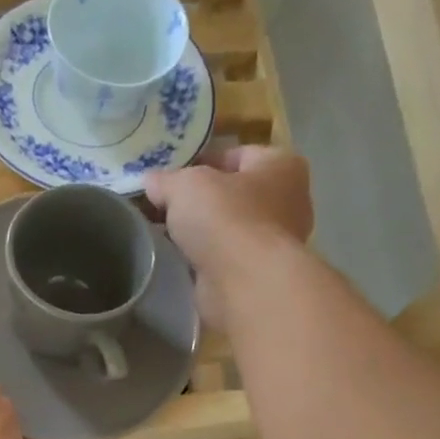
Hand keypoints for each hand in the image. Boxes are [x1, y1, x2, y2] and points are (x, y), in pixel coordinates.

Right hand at [144, 145, 314, 327]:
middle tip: (164, 208)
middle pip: (233, 193)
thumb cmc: (225, 218)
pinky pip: (226, 257)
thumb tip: (151, 181)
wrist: (244, 283)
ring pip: (229, 228)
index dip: (201, 162)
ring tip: (167, 235)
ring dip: (202, 232)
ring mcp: (275, 242)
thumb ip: (166, 180)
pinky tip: (181, 260)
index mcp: (281, 165)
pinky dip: (206, 258)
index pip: (236, 155)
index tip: (170, 179)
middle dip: (200, 200)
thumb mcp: (185, 186)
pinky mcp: (258, 274)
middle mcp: (288, 200)